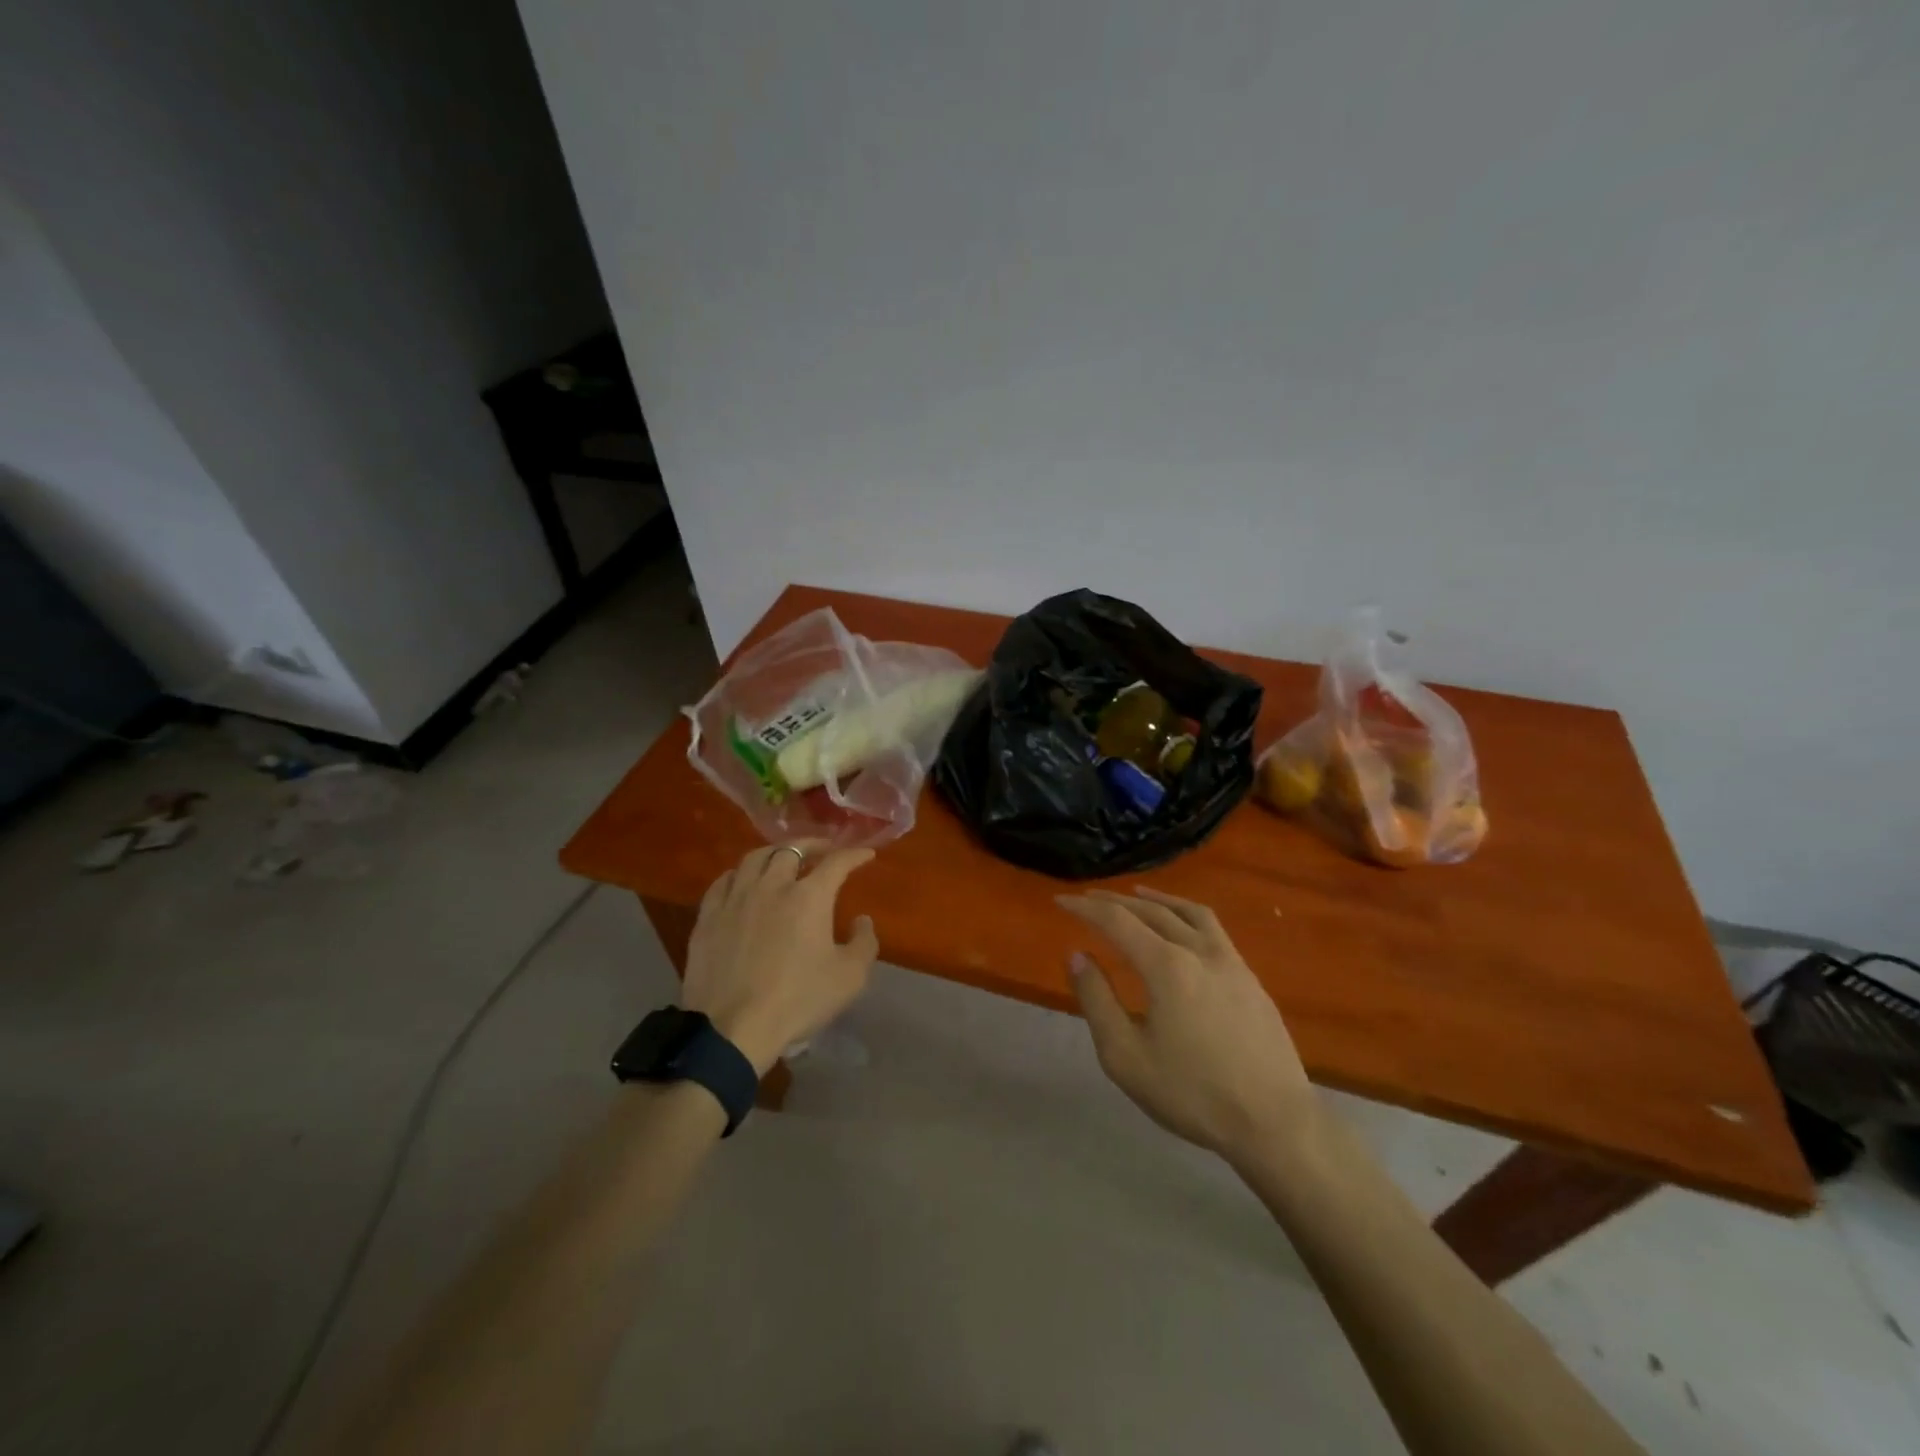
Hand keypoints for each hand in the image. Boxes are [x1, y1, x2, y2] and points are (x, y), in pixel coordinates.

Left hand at [681, 844, 879, 1074]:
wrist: (732, 1029)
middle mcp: (771, 886)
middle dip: (813, 845)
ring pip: (754, 858)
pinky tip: (743, 881)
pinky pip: (724, 881)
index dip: (854, 854)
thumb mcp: (850, 977)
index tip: (866, 854)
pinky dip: (740, 874)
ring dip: (775, 853)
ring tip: (783, 859)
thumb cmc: (798, 1001)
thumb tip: (861, 920)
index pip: (836, 862)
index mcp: (809, 897)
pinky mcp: (708, 917)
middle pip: (792, 849)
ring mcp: (735, 899)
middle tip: (824, 850)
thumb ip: (864, 942)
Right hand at [1059, 887, 1316, 1166]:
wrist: (1275, 1123)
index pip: (1117, 921)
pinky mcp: (1249, 977)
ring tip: (1136, 895)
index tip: (1061, 900)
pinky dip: (1186, 914)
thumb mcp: (1126, 1057)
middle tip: (1088, 898)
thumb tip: (1077, 956)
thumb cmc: (1192, 1094)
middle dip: (1115, 901)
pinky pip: (1212, 928)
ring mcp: (1230, 961)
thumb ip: (1097, 1001)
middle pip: (1151, 911)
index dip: (1086, 907)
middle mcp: (1198, 950)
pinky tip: (1182, 928)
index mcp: (1166, 967)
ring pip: (1187, 912)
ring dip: (1155, 899)